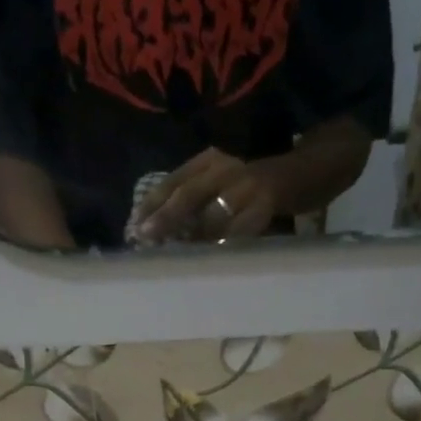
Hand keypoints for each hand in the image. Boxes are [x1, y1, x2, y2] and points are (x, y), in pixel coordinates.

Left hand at [137, 148, 281, 242]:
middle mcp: (225, 169)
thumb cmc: (237, 190)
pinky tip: (207, 259)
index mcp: (206, 161)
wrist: (288, 179)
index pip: (172, 182)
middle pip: (190, 194)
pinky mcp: (264, 207)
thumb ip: (183, 203)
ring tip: (174, 255)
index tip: (133, 228)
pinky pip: (238, 232)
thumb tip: (146, 231)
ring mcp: (246, 187)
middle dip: (166, 218)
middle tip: (146, 239)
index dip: (151, 205)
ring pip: (214, 215)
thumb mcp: (210, 184)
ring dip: (192, 238)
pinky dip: (221, 246)